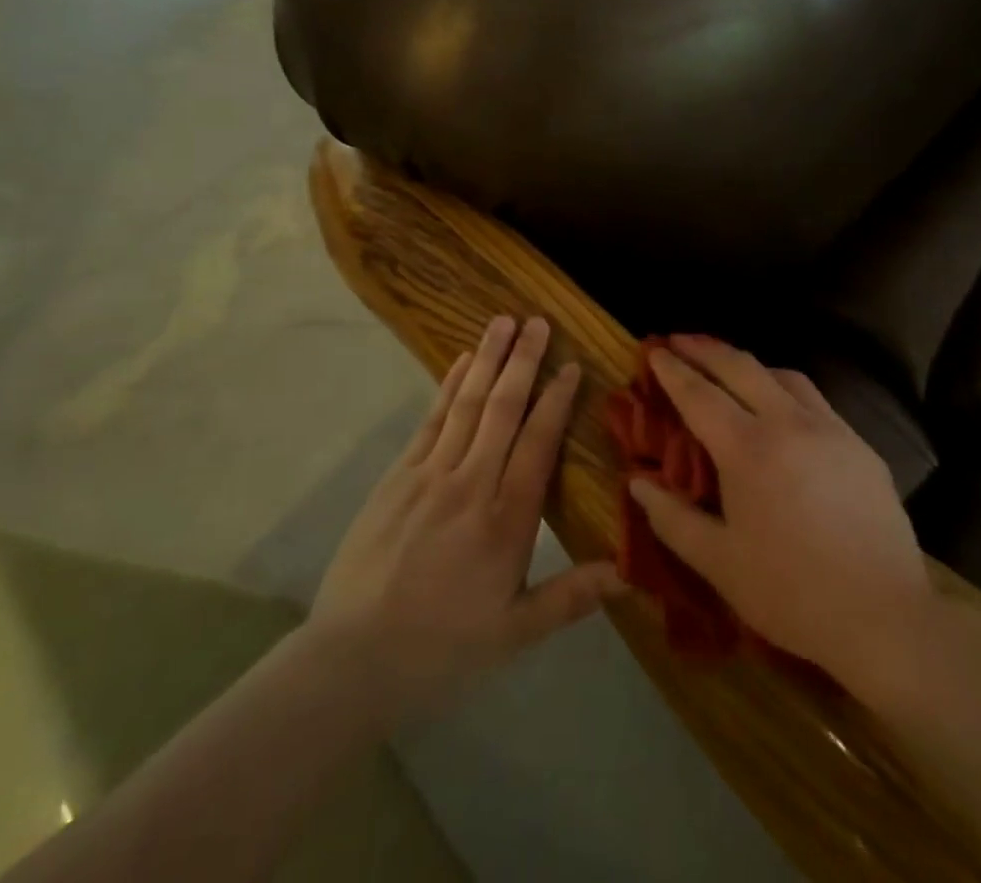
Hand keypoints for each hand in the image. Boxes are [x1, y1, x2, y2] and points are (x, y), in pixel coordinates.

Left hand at [308, 315, 621, 716]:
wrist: (352, 660)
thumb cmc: (442, 647)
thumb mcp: (513, 633)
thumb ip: (571, 596)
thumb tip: (628, 573)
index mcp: (506, 521)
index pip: (538, 444)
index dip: (556, 401)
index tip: (571, 366)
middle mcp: (471, 484)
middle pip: (503, 409)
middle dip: (524, 361)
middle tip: (539, 321)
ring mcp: (429, 475)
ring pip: (467, 404)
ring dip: (487, 359)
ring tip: (504, 321)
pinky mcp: (397, 476)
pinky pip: (430, 420)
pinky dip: (448, 386)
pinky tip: (461, 361)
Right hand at [628, 335, 934, 685]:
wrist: (885, 616)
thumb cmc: (791, 593)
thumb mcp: (719, 563)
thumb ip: (672, 518)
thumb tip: (638, 481)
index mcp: (748, 449)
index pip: (700, 394)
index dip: (673, 370)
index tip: (654, 349)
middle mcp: (789, 423)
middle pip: (741, 367)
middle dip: (706, 348)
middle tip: (680, 339)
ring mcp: (830, 429)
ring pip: (784, 375)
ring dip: (749, 364)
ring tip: (729, 368)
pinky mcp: (860, 444)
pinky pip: (815, 399)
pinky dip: (786, 388)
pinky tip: (783, 409)